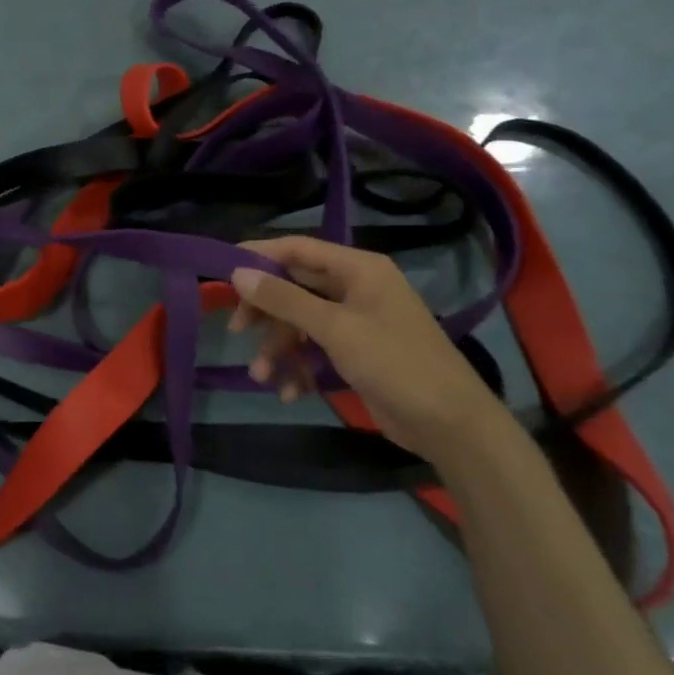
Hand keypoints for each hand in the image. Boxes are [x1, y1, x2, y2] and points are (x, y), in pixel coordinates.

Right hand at [229, 235, 508, 465]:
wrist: (451, 425)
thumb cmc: (395, 363)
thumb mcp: (334, 328)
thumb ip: (284, 299)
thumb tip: (237, 273)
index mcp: (358, 269)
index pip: (297, 249)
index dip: (258, 255)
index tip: (222, 270)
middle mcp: (356, 288)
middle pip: (294, 287)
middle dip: (266, 312)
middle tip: (238, 330)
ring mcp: (356, 321)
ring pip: (300, 323)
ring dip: (278, 348)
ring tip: (262, 376)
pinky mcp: (356, 353)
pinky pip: (314, 349)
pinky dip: (299, 367)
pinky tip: (290, 392)